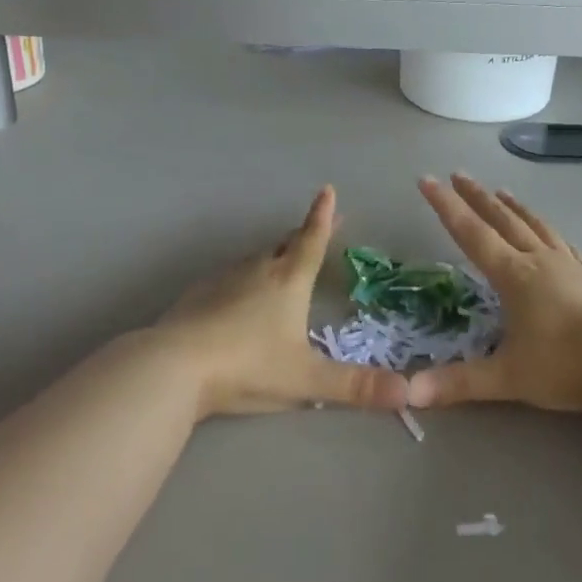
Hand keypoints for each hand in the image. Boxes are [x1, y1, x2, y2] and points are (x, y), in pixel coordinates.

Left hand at [155, 186, 408, 418]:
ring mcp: (224, 280)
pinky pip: (230, 278)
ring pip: (256, 260)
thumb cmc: (248, 366)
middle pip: (284, 245)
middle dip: (303, 235)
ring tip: (281, 261)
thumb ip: (355, 387)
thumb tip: (408, 391)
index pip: (312, 241)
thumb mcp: (306, 379)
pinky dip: (243, 279)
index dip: (323, 217)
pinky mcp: (198, 295)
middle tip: (316, 228)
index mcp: (288, 281)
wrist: (174, 366)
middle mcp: (258, 270)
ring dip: (273, 256)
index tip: (327, 190)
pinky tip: (237, 297)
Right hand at [406, 175, 581, 414]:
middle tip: (458, 174)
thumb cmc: (569, 366)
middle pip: (502, 220)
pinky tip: (549, 231)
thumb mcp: (509, 378)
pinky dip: (547, 229)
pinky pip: (562, 242)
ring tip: (500, 191)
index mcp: (514, 275)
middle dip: (476, 197)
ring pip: (534, 226)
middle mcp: (539, 261)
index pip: (471, 234)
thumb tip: (409, 392)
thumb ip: (459, 383)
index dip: (446, 207)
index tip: (427, 180)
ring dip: (513, 207)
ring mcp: (568, 266)